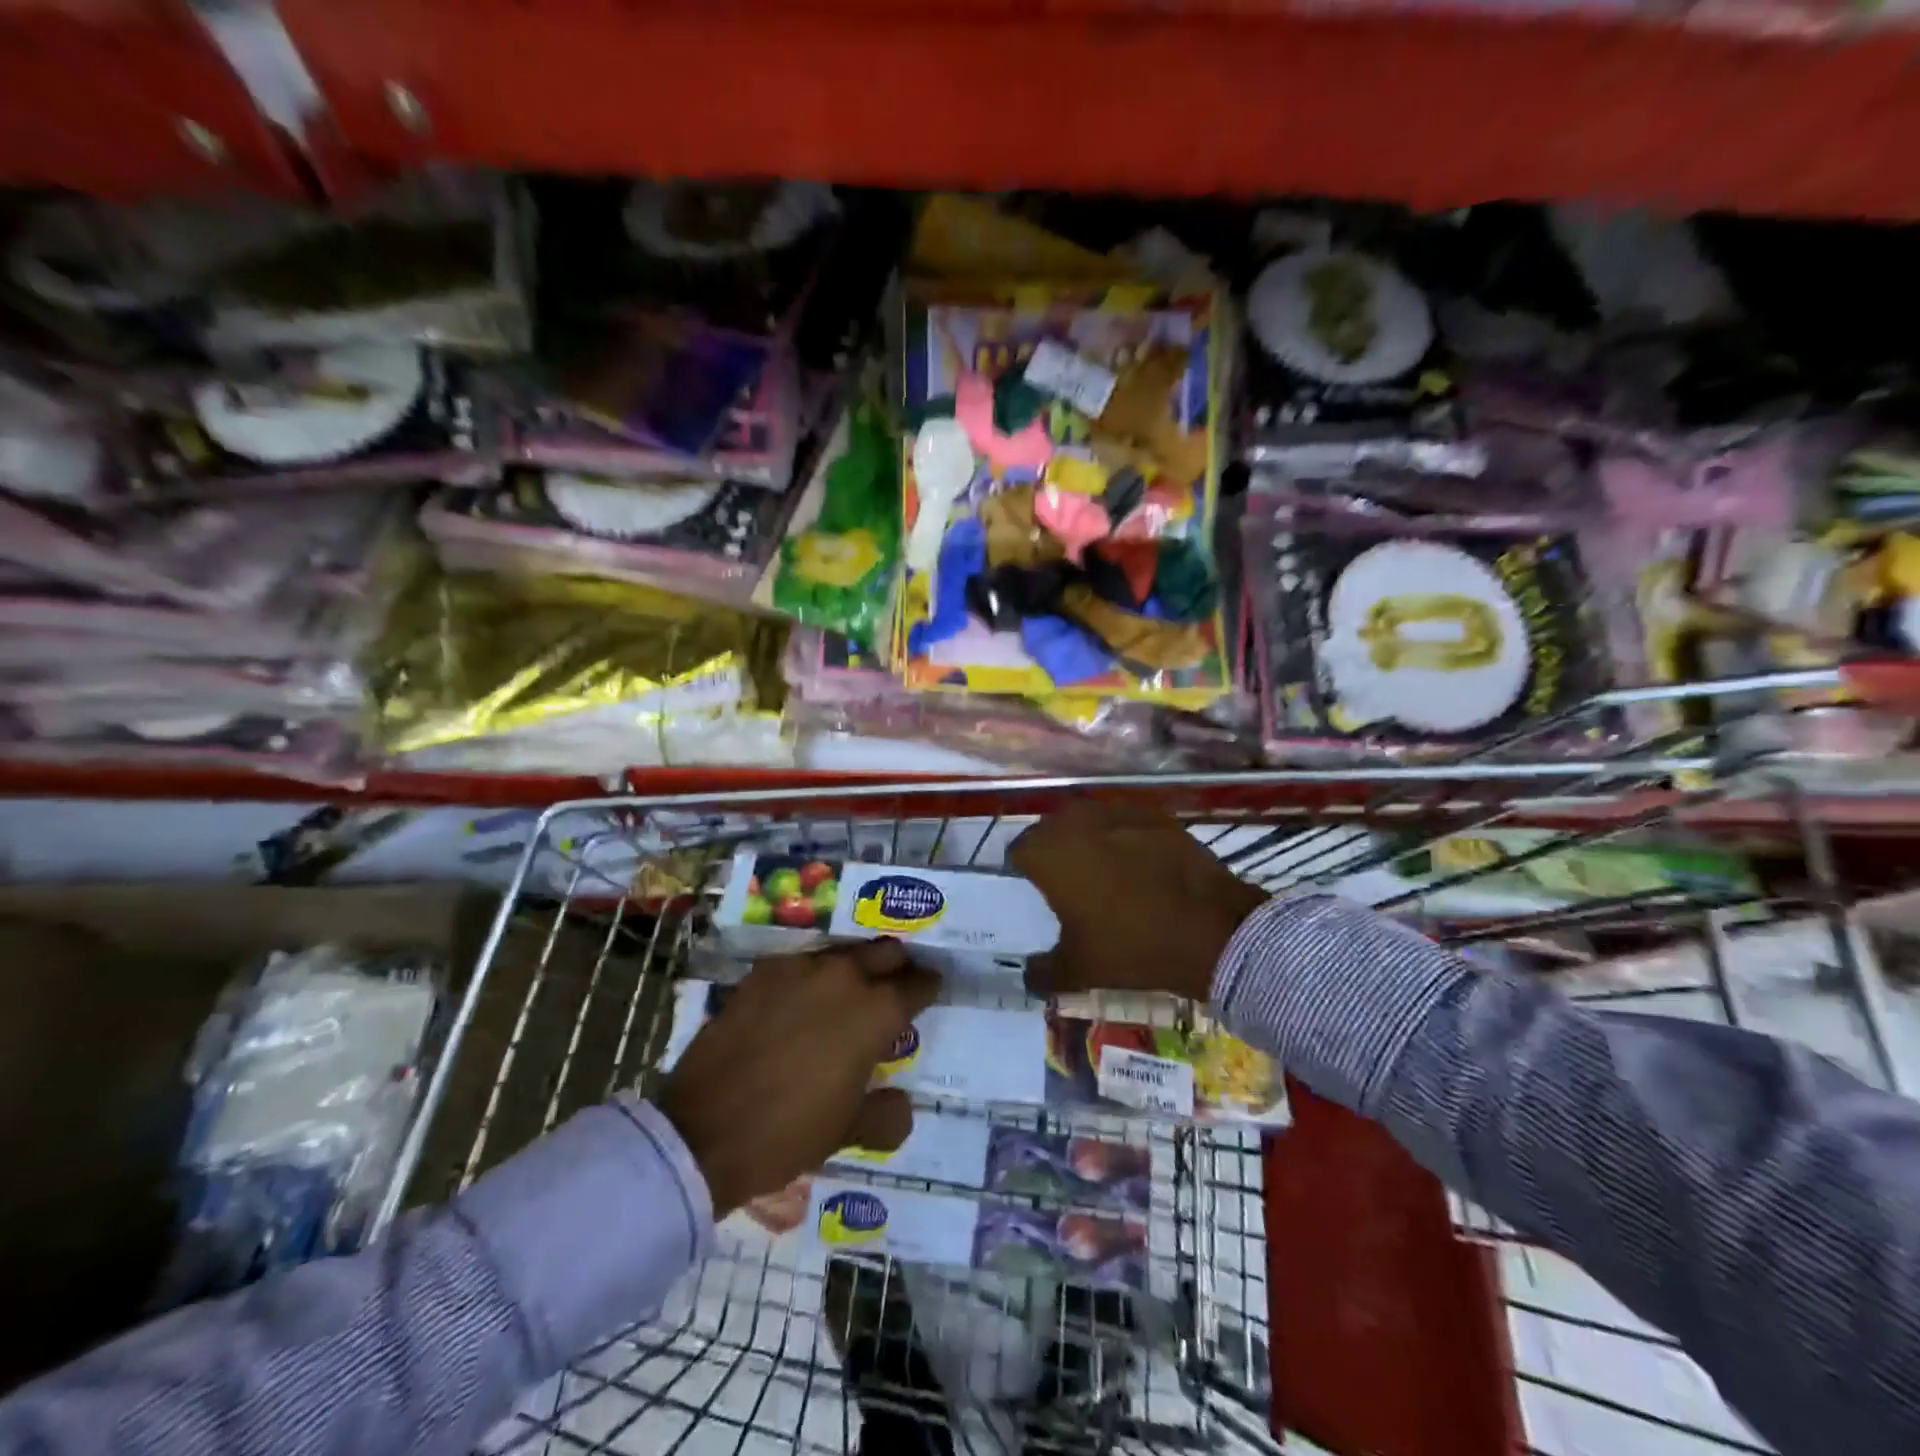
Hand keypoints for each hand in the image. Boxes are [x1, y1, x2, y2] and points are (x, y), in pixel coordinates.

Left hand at [657, 940, 939, 1216]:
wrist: (702, 1130)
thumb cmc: (786, 1133)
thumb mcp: (846, 1133)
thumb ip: (886, 1116)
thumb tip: (902, 1104)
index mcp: (874, 1012)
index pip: (916, 985)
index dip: (928, 986)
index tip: (931, 989)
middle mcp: (842, 977)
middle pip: (885, 953)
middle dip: (896, 966)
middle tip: (894, 986)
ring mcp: (799, 969)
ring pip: (843, 954)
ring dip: (854, 969)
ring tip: (847, 994)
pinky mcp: (762, 973)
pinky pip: (800, 964)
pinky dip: (811, 978)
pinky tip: (801, 1002)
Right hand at [1009, 801, 1267, 1002]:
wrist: (1212, 930)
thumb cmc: (1132, 946)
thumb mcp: (1079, 970)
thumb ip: (1043, 971)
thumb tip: (1028, 973)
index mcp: (1048, 854)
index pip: (1018, 851)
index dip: (1023, 871)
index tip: (1035, 891)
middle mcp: (1075, 821)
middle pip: (1050, 829)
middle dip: (1053, 850)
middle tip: (1067, 882)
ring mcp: (1117, 812)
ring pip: (1087, 820)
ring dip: (1087, 840)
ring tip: (1103, 870)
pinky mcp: (1154, 814)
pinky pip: (1124, 822)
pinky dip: (1123, 837)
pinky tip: (1138, 865)